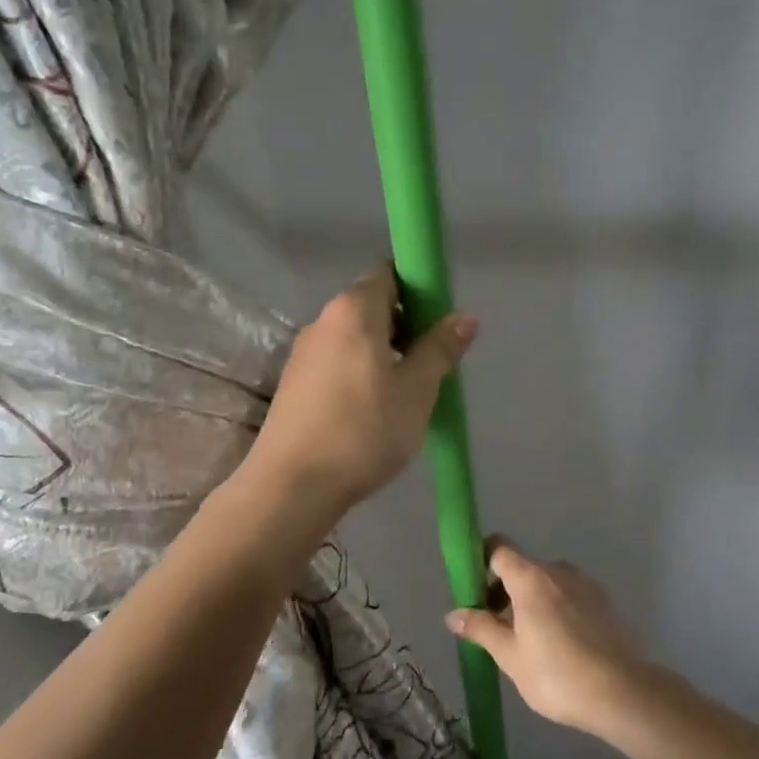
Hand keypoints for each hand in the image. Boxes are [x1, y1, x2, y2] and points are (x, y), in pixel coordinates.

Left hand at [243, 262, 475, 516]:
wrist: (293, 485)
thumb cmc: (364, 430)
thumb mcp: (416, 391)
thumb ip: (440, 349)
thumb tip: (464, 316)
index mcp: (353, 310)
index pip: (387, 273)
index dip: (417, 289)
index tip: (438, 321)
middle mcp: (322, 321)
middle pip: (370, 306)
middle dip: (404, 325)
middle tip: (430, 363)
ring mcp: (303, 354)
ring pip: (353, 339)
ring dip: (383, 353)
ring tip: (406, 392)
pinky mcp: (293, 385)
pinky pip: (336, 363)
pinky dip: (359, 372)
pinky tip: (373, 410)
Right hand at [447, 539, 650, 735]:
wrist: (623, 693)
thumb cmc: (557, 674)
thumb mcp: (510, 656)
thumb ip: (481, 628)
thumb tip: (453, 613)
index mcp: (530, 578)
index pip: (498, 548)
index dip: (480, 560)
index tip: (472, 590)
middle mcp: (558, 570)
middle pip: (521, 567)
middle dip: (503, 591)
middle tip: (496, 629)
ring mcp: (585, 584)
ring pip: (546, 582)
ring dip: (530, 602)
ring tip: (529, 642)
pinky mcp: (604, 601)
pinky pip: (568, 595)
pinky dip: (555, 609)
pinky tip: (559, 645)